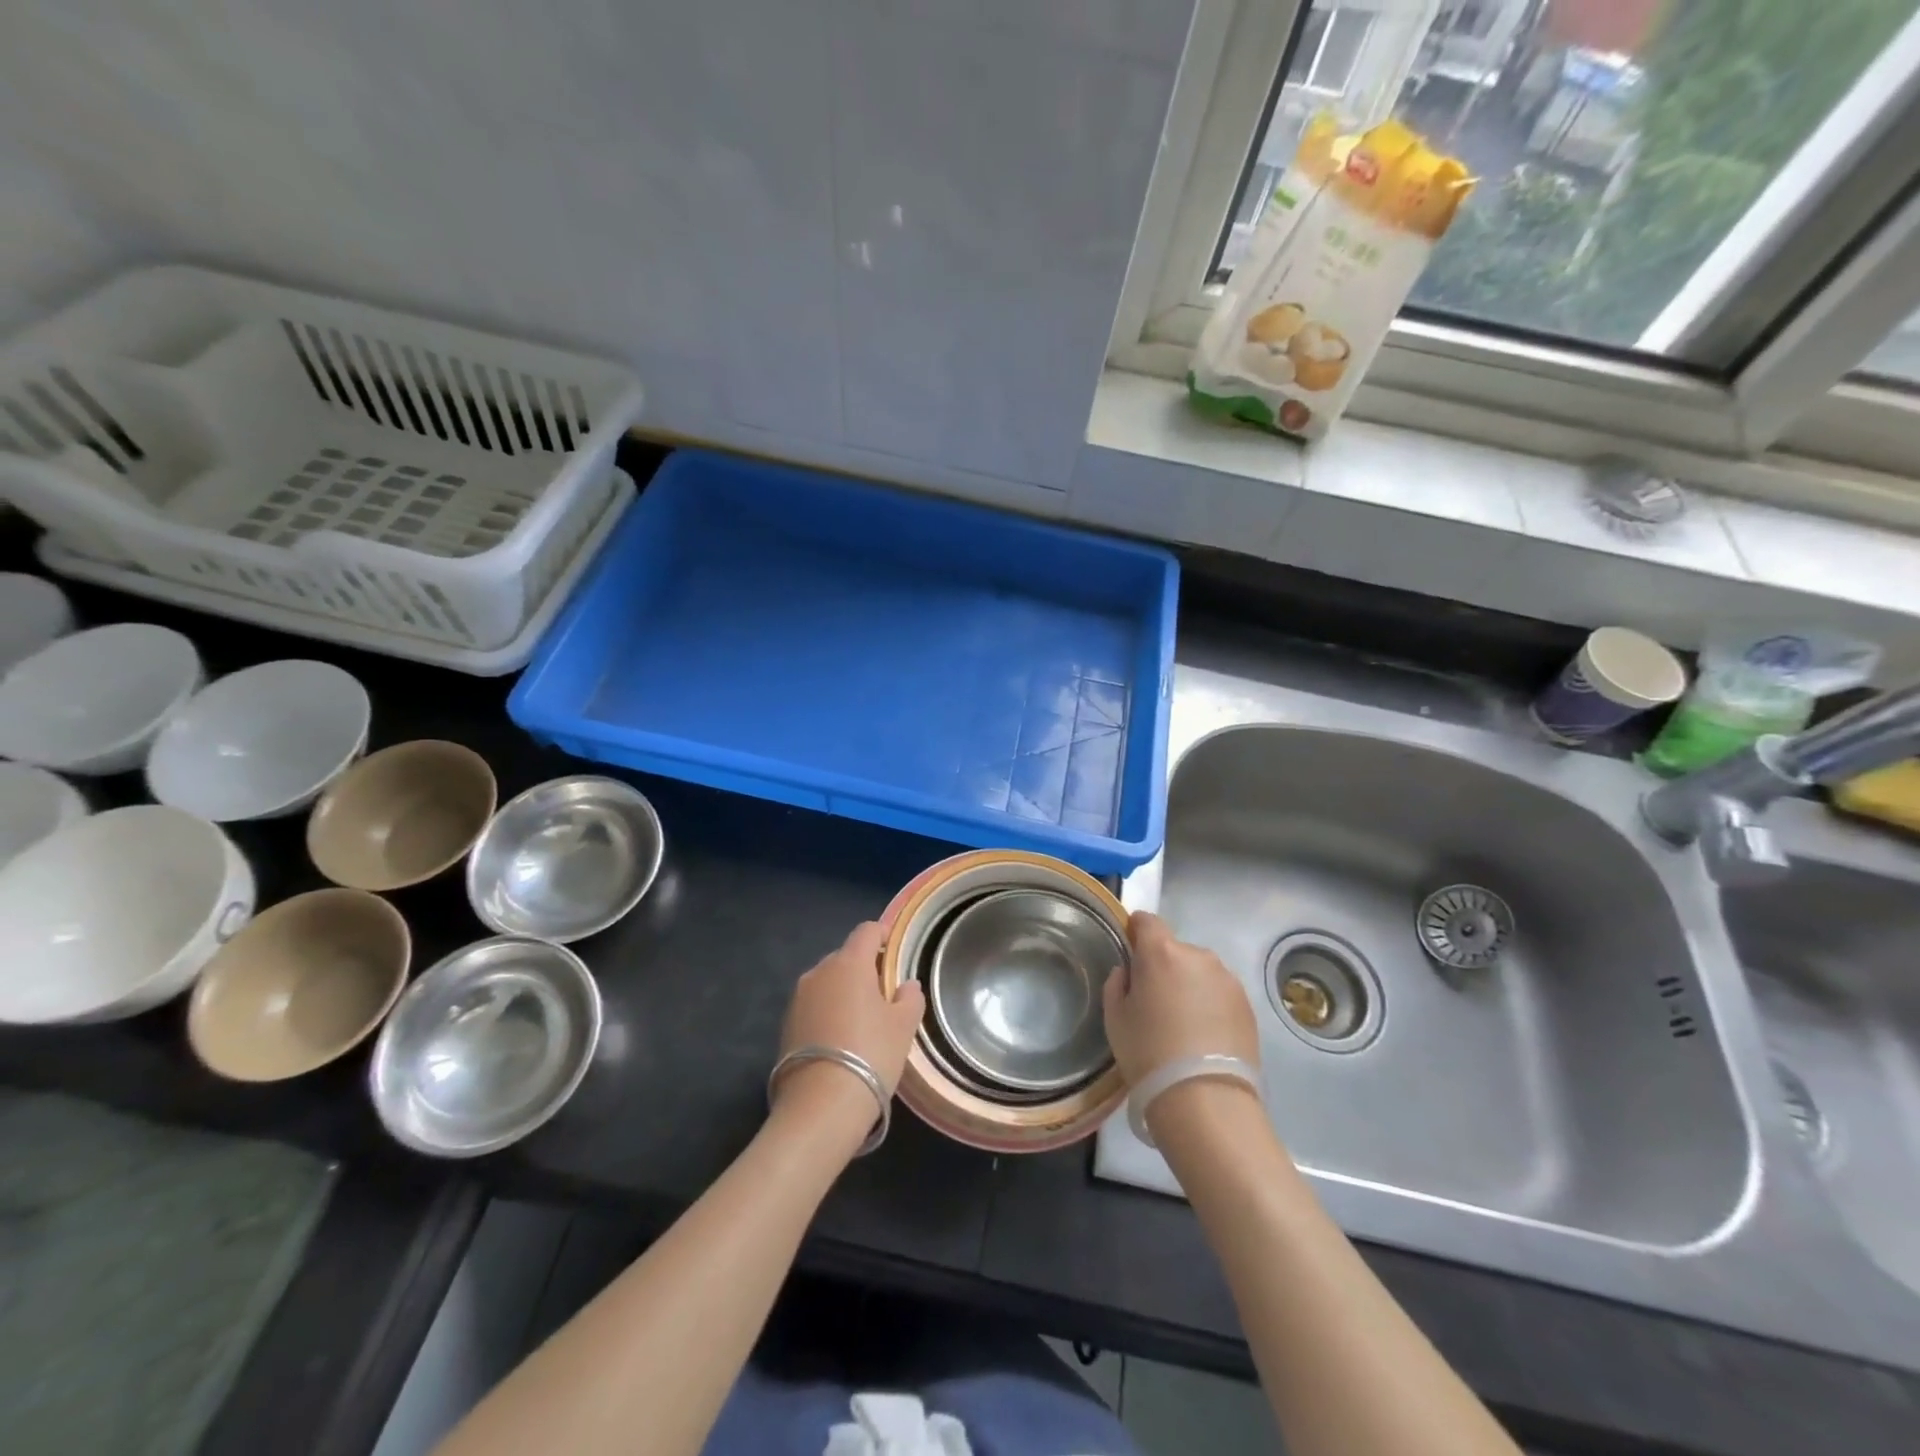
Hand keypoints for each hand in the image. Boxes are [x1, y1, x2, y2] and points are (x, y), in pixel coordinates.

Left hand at [775, 921, 925, 1115]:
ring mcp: (798, 998)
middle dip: (864, 968)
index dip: (883, 935)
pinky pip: (814, 1006)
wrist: (820, 1105)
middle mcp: (819, 972)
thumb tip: (906, 985)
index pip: (867, 931)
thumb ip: (909, 998)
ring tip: (862, 1020)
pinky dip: (828, 1012)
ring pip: (827, 982)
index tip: (894, 949)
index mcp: (849, 963)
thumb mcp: (903, 1026)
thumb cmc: (871, 1054)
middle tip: (883, 994)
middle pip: (845, 957)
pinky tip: (840, 1040)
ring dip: (844, 992)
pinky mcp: (786, 1025)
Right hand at [1103, 911, 1257, 1084]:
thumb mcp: (1115, 1018)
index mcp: (1162, 952)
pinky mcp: (1248, 1005)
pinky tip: (1204, 1037)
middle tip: (1155, 1002)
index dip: (1136, 932)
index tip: (1131, 955)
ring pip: (1200, 972)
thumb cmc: (1148, 1053)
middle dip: (1164, 967)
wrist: (1205, 1099)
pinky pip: (1220, 994)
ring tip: (1184, 1025)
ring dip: (1190, 986)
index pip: (1146, 921)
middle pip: (1175, 950)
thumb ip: (1117, 984)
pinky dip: (1211, 1005)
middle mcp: (1199, 956)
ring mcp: (1228, 980)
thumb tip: (1129, 973)